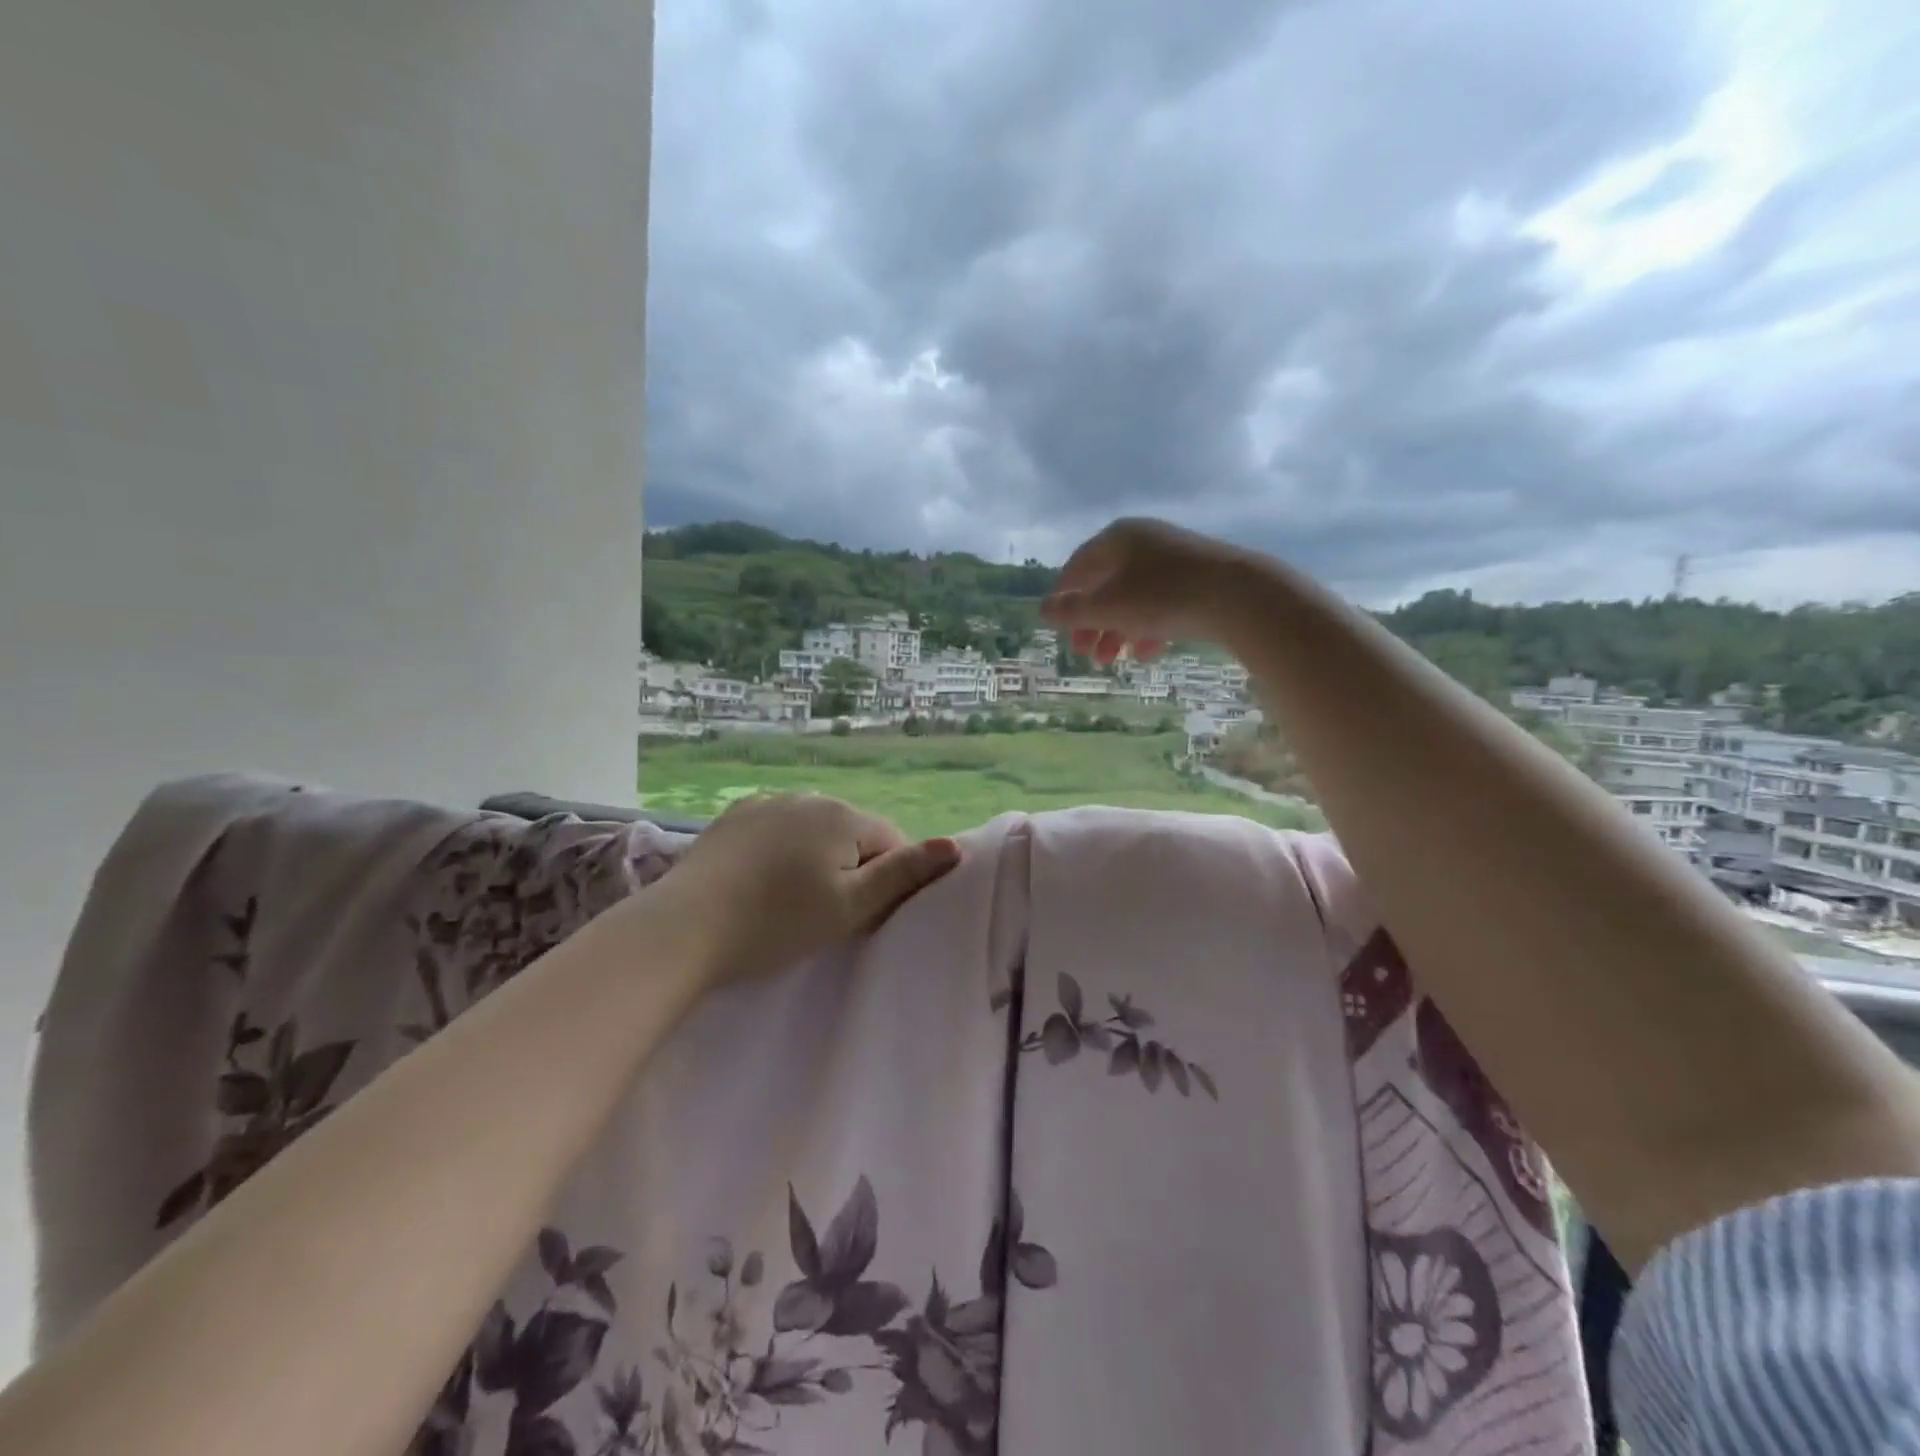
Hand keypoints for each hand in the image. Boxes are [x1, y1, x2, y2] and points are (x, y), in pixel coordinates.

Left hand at [652, 793, 960, 984]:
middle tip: (824, 915)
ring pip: (813, 832)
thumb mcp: (851, 906)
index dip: (885, 882)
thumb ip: (905, 874)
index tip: (860, 917)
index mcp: (842, 815)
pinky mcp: (734, 816)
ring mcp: (766, 802)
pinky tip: (759, 883)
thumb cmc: (778, 922)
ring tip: (789, 902)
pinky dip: (780, 852)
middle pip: (852, 834)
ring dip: (815, 859)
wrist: (685, 928)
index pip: (891, 842)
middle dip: (851, 868)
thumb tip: (954, 845)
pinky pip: (777, 830)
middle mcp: (808, 796)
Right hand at [1040, 517, 1259, 665]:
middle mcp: (1143, 540)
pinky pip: (1162, 603)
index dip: (1063, 597)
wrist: (1238, 595)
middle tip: (1084, 653)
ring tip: (1113, 661)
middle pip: (1106, 584)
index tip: (1056, 626)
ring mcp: (1173, 558)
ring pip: (1134, 597)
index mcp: (1117, 538)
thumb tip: (1042, 608)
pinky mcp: (1198, 578)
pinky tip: (1149, 653)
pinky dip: (1149, 627)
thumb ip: (1072, 611)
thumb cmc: (1161, 596)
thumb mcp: (1108, 607)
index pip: (1078, 566)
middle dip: (1092, 623)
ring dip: (1118, 630)